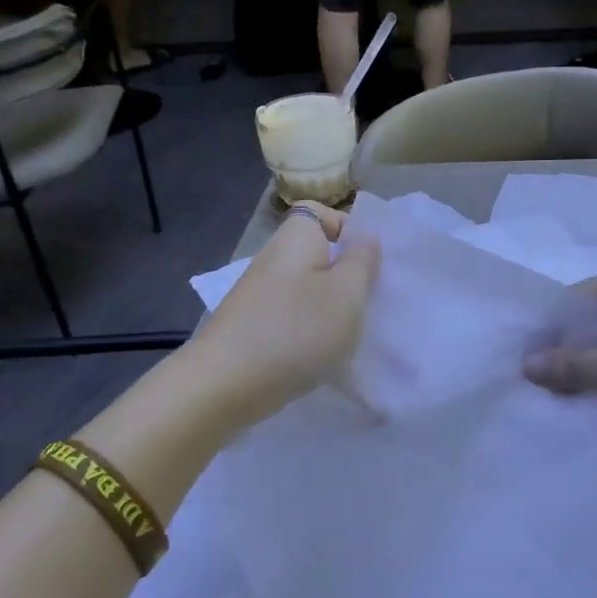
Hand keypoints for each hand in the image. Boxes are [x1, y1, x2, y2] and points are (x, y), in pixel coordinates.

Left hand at [194, 204, 379, 424]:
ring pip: (307, 290)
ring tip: (349, 336)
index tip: (370, 263)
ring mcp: (259, 295)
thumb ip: (363, 262)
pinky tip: (322, 358)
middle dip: (346, 278)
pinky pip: (292, 318)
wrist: (225, 385)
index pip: (321, 212)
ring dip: (331, 310)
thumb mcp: (347, 293)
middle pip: (318, 255)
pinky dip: (309, 333)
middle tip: (369, 304)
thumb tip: (365, 239)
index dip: (349, 230)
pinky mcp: (252, 327)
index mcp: (296, 238)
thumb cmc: (296, 330)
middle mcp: (273, 259)